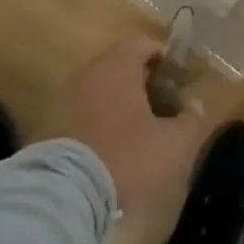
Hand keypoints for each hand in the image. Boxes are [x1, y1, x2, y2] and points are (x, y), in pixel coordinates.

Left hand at [43, 36, 214, 221]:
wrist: (63, 199)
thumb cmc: (126, 161)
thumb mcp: (173, 145)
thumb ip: (190, 120)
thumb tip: (196, 104)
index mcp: (117, 67)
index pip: (142, 43)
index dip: (163, 57)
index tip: (176, 79)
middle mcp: (87, 73)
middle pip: (118, 65)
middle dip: (141, 81)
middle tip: (160, 106)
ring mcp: (63, 99)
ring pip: (98, 89)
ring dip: (117, 102)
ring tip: (136, 130)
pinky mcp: (47, 127)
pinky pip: (79, 112)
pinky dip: (96, 121)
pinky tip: (108, 147)